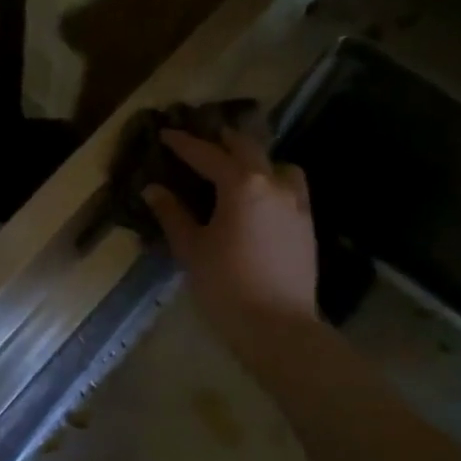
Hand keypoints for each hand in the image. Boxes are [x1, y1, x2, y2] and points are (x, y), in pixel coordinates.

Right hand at [143, 129, 317, 336]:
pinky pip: (291, 188)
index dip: (183, 143)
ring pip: (278, 165)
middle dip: (222, 141)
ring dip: (256, 160)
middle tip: (202, 141)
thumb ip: (172, 214)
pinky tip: (260, 200)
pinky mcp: (307, 224)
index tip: (166, 134)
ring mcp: (296, 203)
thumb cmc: (225, 285)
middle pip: (247, 148)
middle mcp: (272, 184)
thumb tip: (153, 189)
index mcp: (241, 185)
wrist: (277, 326)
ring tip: (238, 170)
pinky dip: (274, 182)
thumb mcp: (190, 248)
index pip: (207, 154)